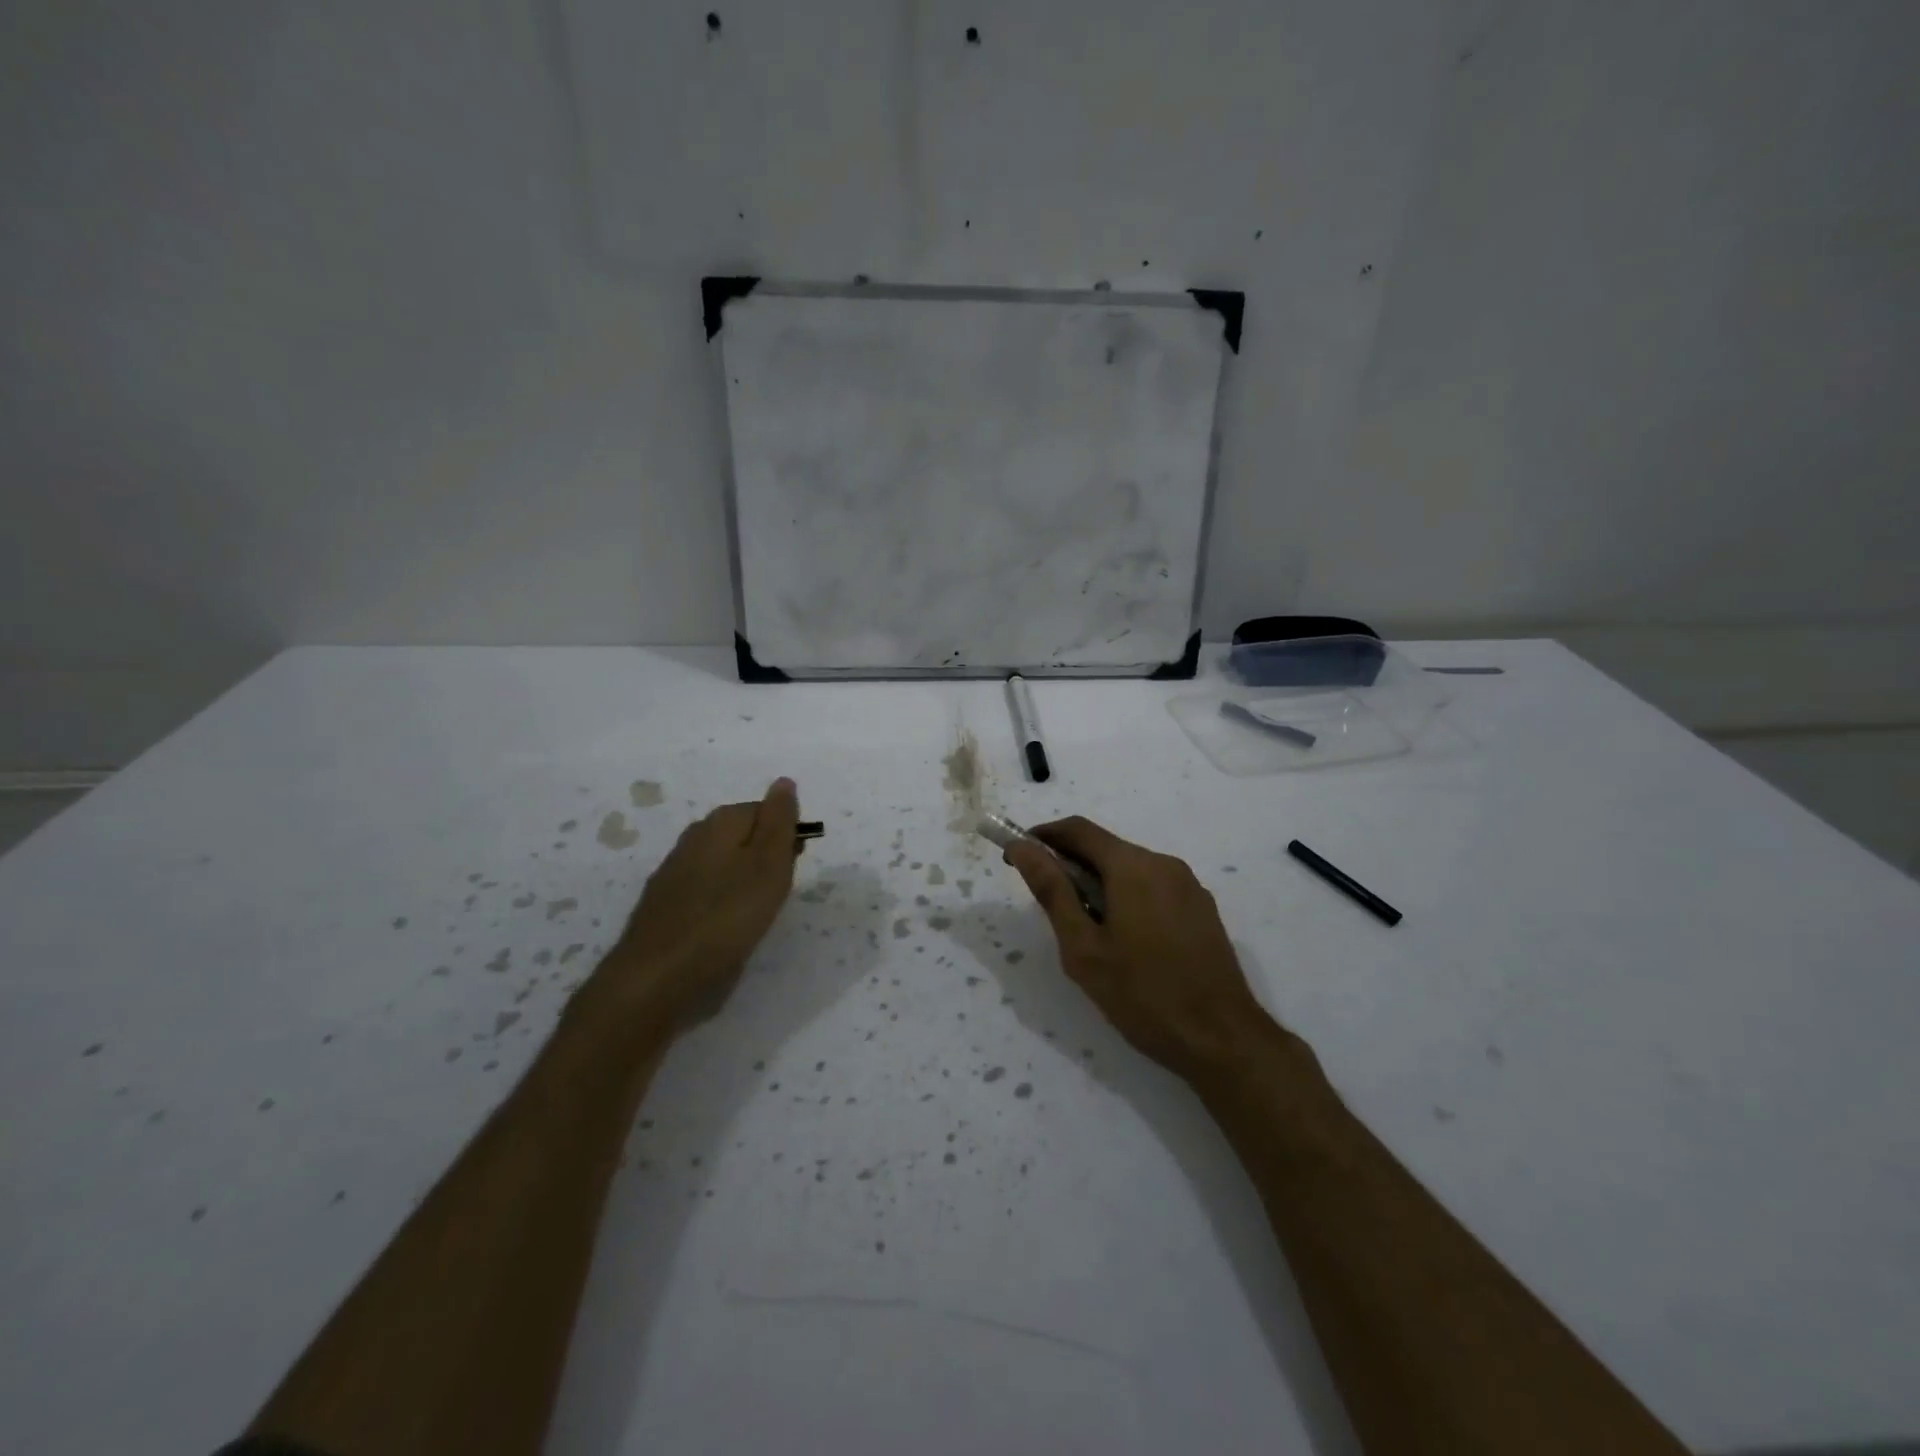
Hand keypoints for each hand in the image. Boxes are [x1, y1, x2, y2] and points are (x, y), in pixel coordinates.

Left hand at [590, 778, 800, 1030]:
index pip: (766, 810)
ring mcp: (674, 870)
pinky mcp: (664, 902)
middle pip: (743, 834)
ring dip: (744, 879)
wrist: (656, 976)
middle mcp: (694, 837)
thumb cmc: (726, 918)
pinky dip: (721, 899)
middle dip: (766, 856)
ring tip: (756, 911)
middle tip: (778, 892)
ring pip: (724, 861)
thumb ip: (779, 822)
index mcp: (720, 822)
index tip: (794, 867)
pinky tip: (725, 924)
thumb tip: (784, 781)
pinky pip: (705, 887)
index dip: (786, 835)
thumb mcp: (768, 865)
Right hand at [1005, 817, 1274, 1080]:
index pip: (1078, 830)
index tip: (1017, 856)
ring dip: (1100, 883)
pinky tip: (1124, 940)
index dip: (1043, 836)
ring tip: (1085, 929)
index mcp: (1133, 866)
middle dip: (1070, 864)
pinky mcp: (1203, 910)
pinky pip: (1154, 888)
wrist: (1223, 1039)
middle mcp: (1164, 863)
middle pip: (1106, 848)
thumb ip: (1052, 891)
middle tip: (1047, 903)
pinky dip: (1128, 897)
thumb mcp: (1084, 948)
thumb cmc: (1143, 995)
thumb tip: (1023, 847)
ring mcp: (1189, 886)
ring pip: (1131, 869)